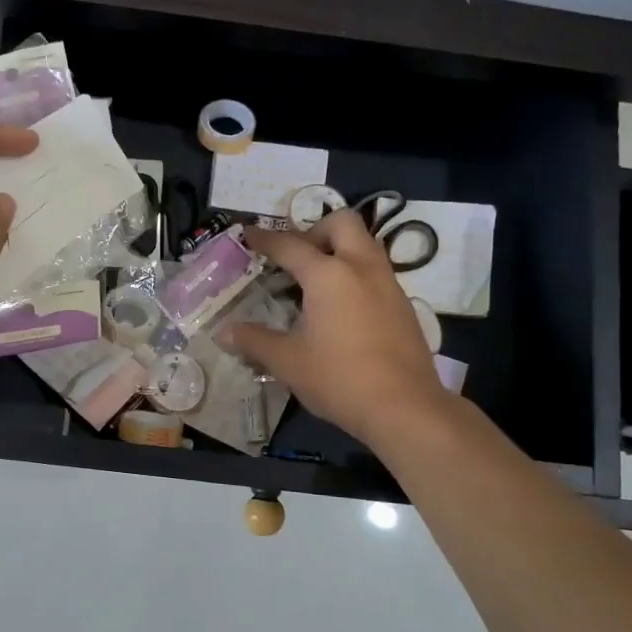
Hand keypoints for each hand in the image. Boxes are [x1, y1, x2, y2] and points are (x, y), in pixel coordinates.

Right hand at [224, 209, 453, 445]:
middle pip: (341, 223)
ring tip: (314, 281)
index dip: (265, 238)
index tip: (248, 233)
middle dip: (314, 230)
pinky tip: (340, 307)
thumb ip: (255, 341)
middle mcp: (362, 268)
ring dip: (338, 249)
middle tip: (295, 257)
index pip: (290, 245)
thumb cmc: (339, 379)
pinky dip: (354, 273)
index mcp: (328, 275)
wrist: (405, 408)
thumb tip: (226, 332)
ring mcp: (388, 284)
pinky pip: (375, 271)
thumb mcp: (288, 362)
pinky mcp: (403, 305)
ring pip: (364, 245)